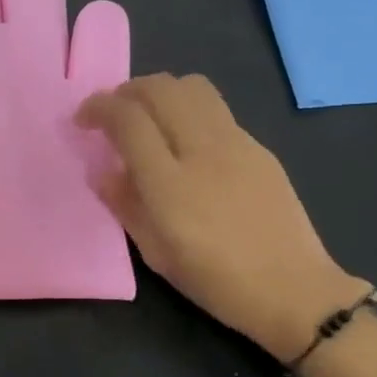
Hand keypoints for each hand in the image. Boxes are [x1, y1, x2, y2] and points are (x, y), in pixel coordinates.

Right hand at [76, 74, 368, 361]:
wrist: (292, 289)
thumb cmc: (215, 281)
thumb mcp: (156, 253)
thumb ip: (125, 205)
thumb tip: (103, 172)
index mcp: (169, 184)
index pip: (128, 119)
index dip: (99, 108)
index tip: (84, 120)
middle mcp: (202, 150)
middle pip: (160, 89)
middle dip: (127, 91)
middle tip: (113, 114)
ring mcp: (236, 143)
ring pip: (193, 87)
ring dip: (161, 92)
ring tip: (149, 117)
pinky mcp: (259, 147)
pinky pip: (216, 111)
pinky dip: (189, 111)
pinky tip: (187, 144)